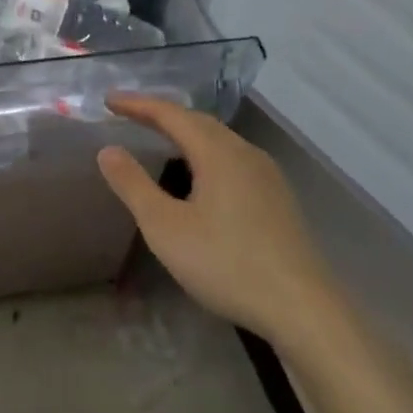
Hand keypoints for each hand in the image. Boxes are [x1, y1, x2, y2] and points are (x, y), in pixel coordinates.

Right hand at [97, 94, 340, 347]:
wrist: (305, 312)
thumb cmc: (227, 264)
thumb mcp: (165, 227)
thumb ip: (133, 185)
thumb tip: (108, 149)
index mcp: (218, 152)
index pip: (171, 114)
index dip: (138, 104)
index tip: (108, 100)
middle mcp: (245, 154)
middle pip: (198, 121)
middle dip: (161, 114)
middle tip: (129, 114)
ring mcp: (267, 176)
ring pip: (219, 140)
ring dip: (185, 132)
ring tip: (159, 138)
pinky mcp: (278, 199)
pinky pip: (233, 158)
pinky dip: (205, 152)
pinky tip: (200, 175)